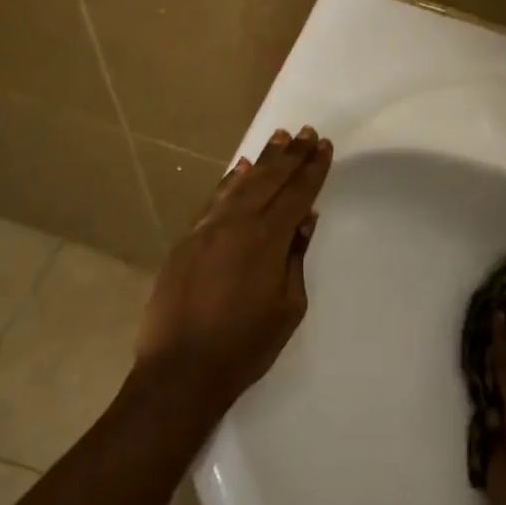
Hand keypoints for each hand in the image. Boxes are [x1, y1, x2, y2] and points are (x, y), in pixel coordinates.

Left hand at [133, 125, 332, 415]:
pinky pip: (213, 201)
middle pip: (269, 181)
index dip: (313, 170)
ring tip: (279, 139)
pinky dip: (228, 182)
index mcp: (267, 241)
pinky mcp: (186, 242)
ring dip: (261, 161)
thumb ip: (295, 257)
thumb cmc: (246, 345)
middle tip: (306, 132)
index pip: (296, 195)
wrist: (181, 372)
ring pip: (239, 184)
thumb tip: (304, 220)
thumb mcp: (288, 306)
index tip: (324, 146)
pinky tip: (238, 170)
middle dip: (291, 156)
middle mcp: (236, 225)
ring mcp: (206, 230)